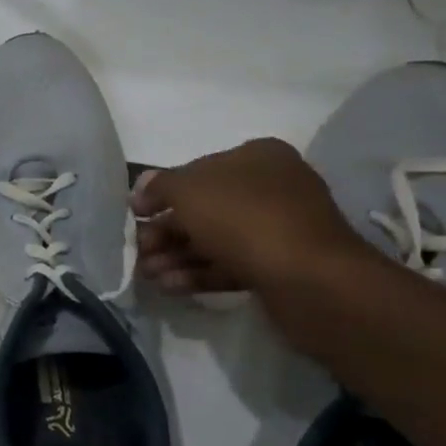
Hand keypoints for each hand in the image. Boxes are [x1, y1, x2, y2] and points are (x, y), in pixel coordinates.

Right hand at [131, 138, 369, 297]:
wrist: (310, 279)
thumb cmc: (245, 219)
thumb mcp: (189, 191)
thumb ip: (160, 186)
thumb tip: (142, 188)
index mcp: (256, 158)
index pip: (196, 170)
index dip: (161, 192)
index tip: (135, 214)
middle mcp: (270, 188)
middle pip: (202, 208)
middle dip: (165, 231)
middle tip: (139, 251)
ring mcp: (275, 229)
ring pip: (212, 240)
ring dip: (175, 256)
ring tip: (148, 275)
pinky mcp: (276, 267)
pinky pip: (228, 265)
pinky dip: (197, 273)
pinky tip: (169, 286)